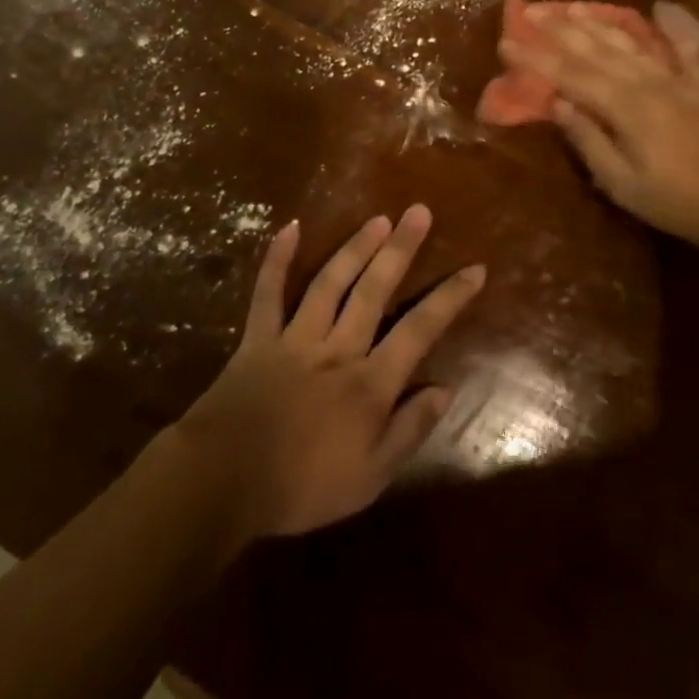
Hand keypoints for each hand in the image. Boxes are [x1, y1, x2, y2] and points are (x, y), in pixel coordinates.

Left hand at [170, 206, 484, 539]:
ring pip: (330, 283)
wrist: (223, 483)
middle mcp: (338, 348)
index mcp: (369, 383)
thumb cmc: (302, 486)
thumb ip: (409, 430)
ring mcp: (296, 338)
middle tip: (419, 211)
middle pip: (374, 291)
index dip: (449, 298)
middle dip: (400, 250)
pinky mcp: (259, 338)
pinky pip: (268, 293)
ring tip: (378, 219)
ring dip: (355, 248)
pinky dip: (277, 259)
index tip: (475, 269)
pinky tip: (290, 227)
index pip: (419, 331)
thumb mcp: (370, 477)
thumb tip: (445, 388)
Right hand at [500, 1, 698, 254]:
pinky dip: (674, 23)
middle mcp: (649, 82)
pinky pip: (687, 45)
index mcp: (625, 107)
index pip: (569, 76)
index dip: (536, 58)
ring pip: (632, 41)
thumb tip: (561, 105)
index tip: (507, 41)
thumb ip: (590, 141)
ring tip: (573, 6)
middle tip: (532, 11)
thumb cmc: (677, 203)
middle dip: (560, 29)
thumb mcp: (623, 184)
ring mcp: (680, 78)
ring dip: (600, 22)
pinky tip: (660, 7)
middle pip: (596, 49)